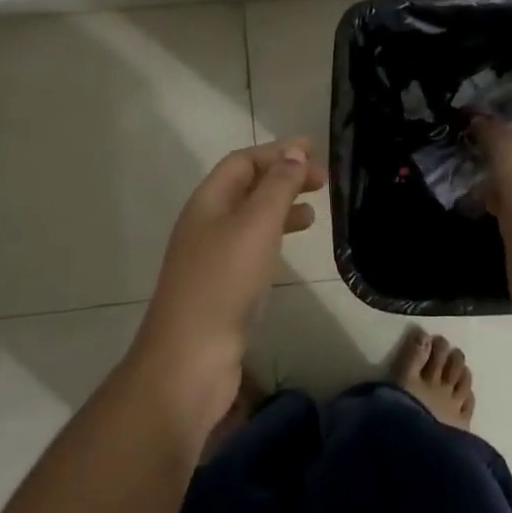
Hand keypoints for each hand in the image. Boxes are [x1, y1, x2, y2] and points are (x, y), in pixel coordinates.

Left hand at [129, 139, 326, 426]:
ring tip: (313, 213)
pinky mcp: (221, 288)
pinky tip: (291, 250)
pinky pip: (251, 248)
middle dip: (283, 177)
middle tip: (322, 181)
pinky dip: (275, 239)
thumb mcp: (256, 225)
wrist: (189, 360)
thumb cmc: (224, 282)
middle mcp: (206, 223)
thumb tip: (295, 151)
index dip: (277, 152)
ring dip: (281, 208)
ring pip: (250, 218)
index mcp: (208, 201)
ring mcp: (211, 258)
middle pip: (246, 187)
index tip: (314, 152)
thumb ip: (278, 186)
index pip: (243, 161)